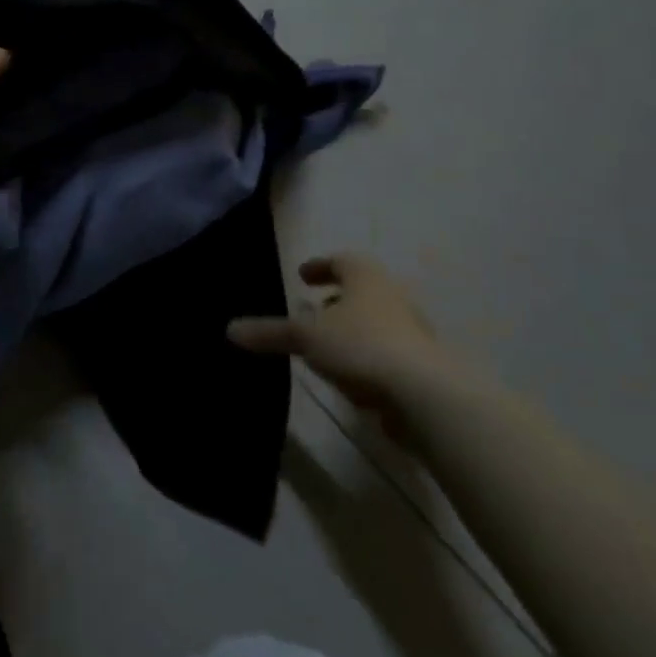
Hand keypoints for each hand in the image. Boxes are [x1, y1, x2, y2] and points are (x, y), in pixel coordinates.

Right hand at [228, 254, 462, 423]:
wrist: (426, 395)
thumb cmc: (361, 347)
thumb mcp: (305, 337)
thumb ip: (269, 333)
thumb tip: (230, 330)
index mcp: (366, 279)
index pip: (342, 260)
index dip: (320, 266)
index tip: (302, 276)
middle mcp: (393, 298)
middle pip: (362, 291)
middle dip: (336, 300)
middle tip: (311, 310)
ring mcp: (413, 333)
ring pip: (375, 322)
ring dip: (351, 330)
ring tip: (325, 347)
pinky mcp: (421, 367)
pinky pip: (386, 353)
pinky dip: (366, 357)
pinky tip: (350, 377)